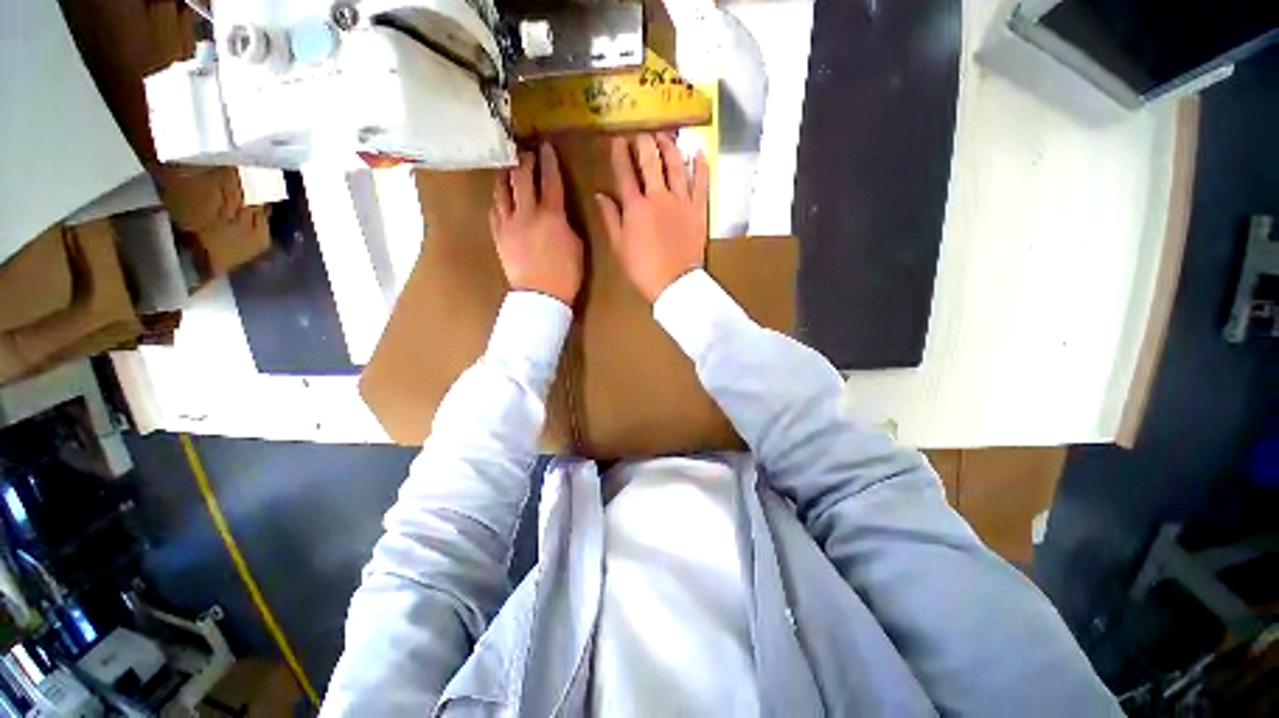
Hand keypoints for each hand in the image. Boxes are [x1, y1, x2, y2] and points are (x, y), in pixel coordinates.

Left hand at [490, 144, 583, 304]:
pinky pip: (494, 211)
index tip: (546, 147)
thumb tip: (559, 214)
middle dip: (526, 161)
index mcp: (552, 215)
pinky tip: (500, 197)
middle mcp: (527, 213)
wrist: (541, 295)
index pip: (550, 181)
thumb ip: (566, 224)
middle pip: (523, 178)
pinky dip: (498, 200)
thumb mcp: (577, 246)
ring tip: (508, 167)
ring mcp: (509, 223)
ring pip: (503, 191)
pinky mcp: (498, 235)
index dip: (549, 162)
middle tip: (527, 152)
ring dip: (506, 175)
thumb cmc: (566, 274)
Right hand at [596, 134, 708, 302]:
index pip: (624, 173)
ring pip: (676, 166)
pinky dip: (701, 167)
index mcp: (635, 207)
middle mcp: (658, 197)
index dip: (619, 154)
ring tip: (665, 136)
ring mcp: (681, 202)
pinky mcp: (698, 210)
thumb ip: (609, 218)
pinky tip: (699, 152)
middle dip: (644, 143)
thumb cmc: (643, 269)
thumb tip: (599, 194)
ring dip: (670, 148)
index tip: (617, 138)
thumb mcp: (619, 247)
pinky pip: (701, 184)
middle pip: (650, 162)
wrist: (675, 284)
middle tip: (641, 132)